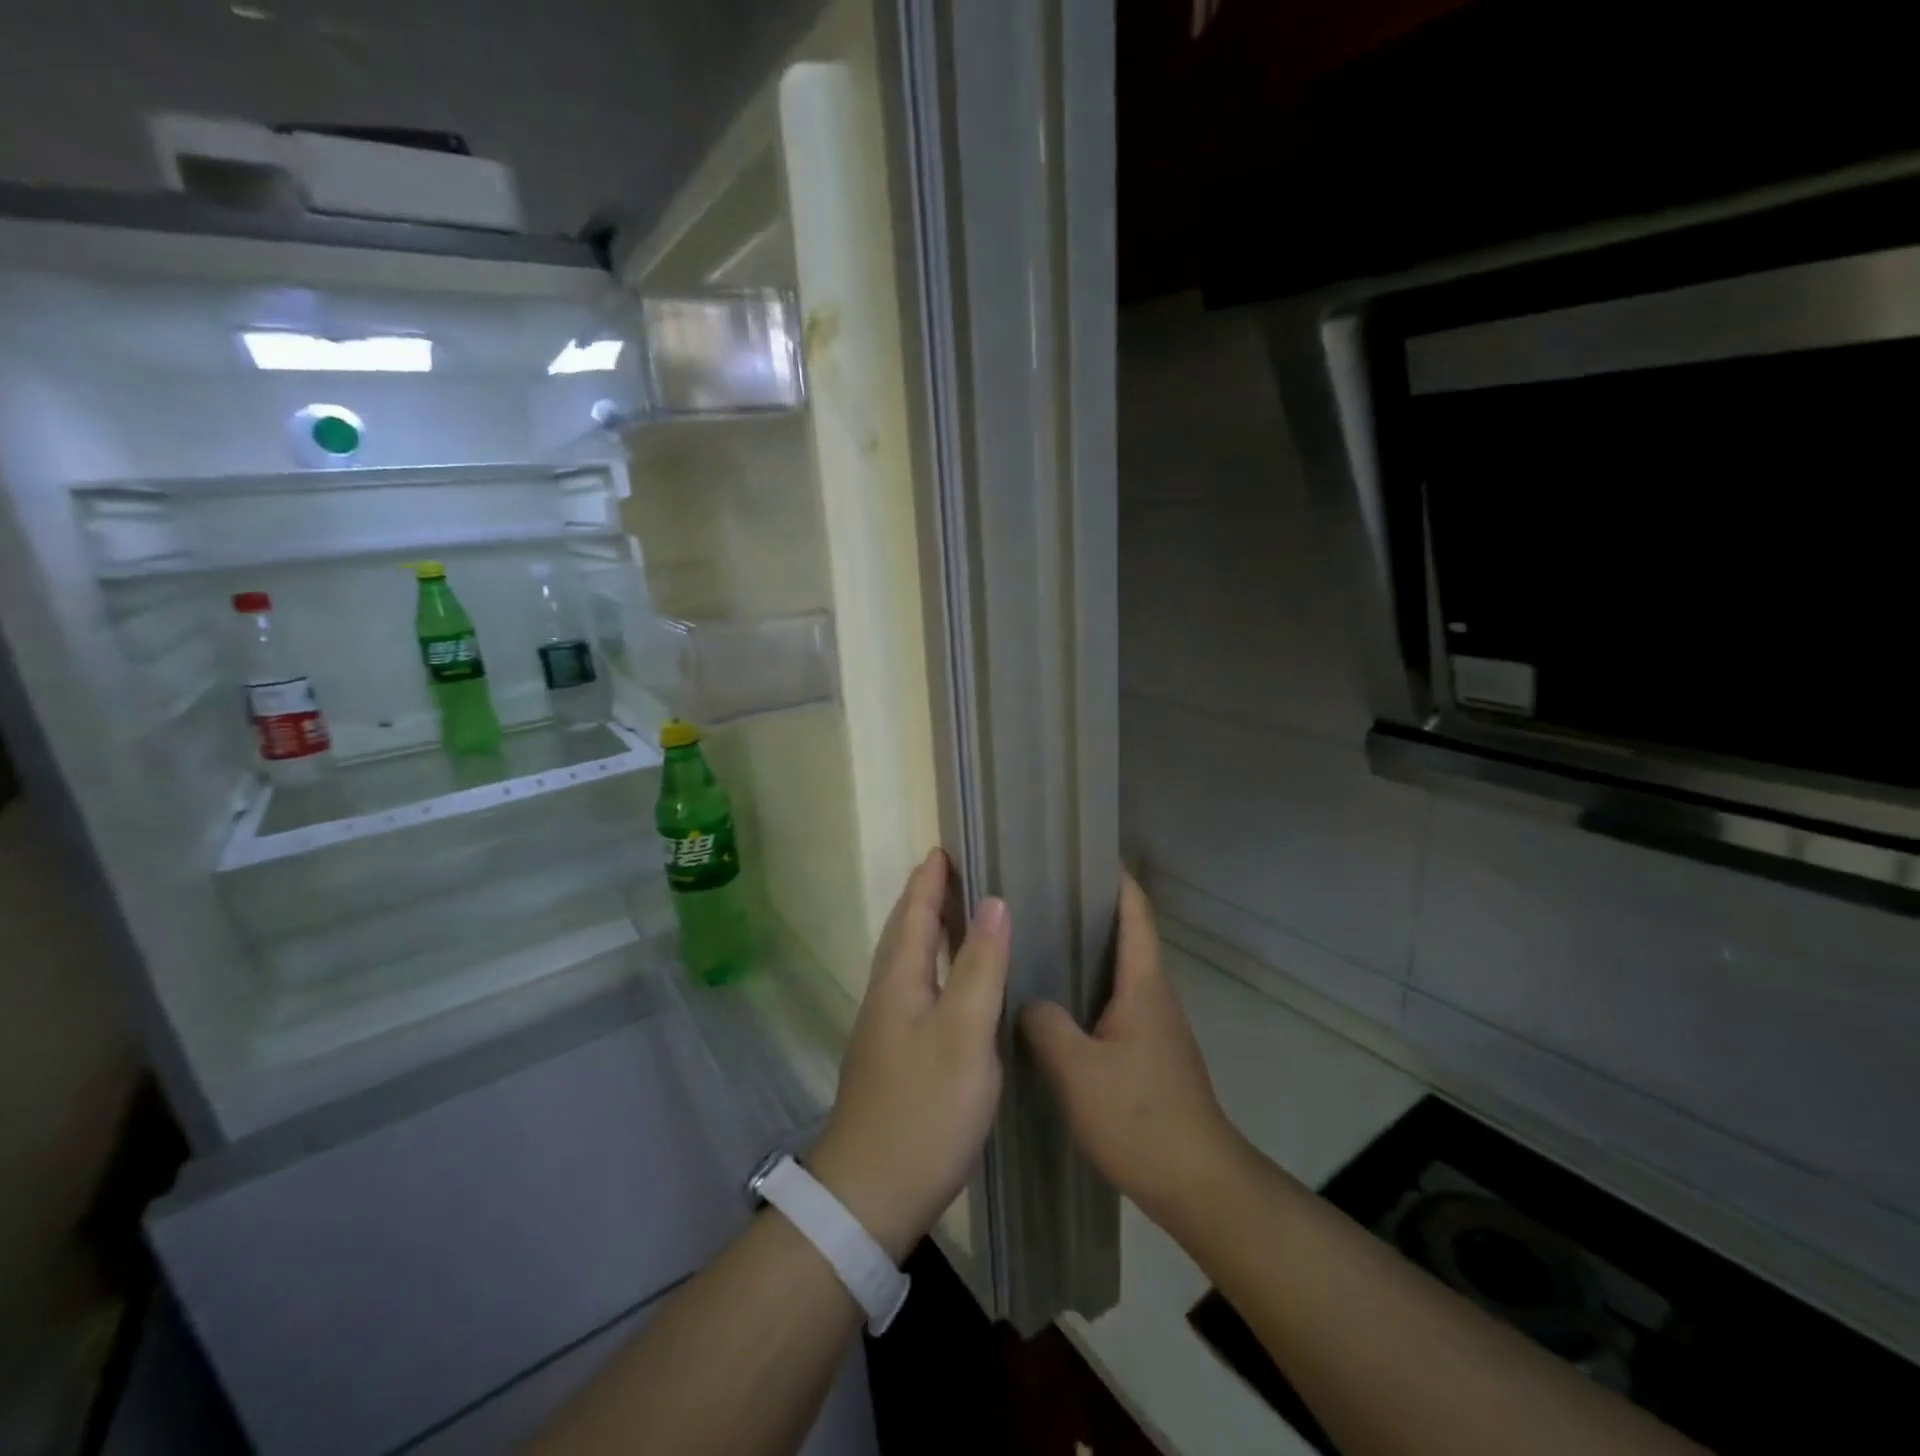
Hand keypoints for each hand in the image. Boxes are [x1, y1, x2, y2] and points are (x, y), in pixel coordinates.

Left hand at [809, 848, 1009, 1260]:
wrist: (871, 1193)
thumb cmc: (924, 1107)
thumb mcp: (964, 1033)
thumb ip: (980, 966)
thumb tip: (993, 902)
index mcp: (900, 980)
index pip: (915, 913)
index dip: (929, 880)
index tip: (944, 848)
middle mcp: (887, 995)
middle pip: (905, 933)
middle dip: (925, 898)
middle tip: (952, 872)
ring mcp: (887, 1028)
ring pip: (909, 962)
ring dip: (927, 931)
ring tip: (956, 915)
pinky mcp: (895, 1056)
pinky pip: (916, 989)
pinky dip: (934, 966)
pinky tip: (953, 983)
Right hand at [1021, 872, 1244, 1229]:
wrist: (1199, 1184)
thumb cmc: (1139, 1117)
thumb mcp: (1077, 1070)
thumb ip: (1045, 1025)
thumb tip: (1026, 1000)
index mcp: (1143, 985)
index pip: (1135, 913)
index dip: (1115, 879)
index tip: (1084, 854)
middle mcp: (1154, 996)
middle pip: (1126, 937)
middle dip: (1089, 912)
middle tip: (1039, 898)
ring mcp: (1156, 1027)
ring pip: (1118, 974)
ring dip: (1086, 955)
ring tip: (1038, 945)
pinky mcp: (1151, 1055)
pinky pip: (1115, 1006)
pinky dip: (1088, 992)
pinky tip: (1056, 1008)